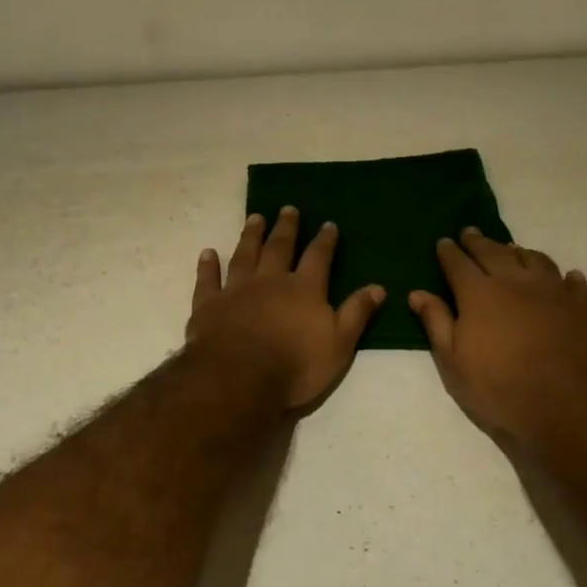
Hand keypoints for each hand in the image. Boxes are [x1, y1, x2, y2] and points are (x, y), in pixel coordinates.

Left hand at [187, 208, 385, 409]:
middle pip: (279, 247)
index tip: (328, 224)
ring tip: (255, 218)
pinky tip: (208, 253)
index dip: (325, 241)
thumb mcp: (339, 344)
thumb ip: (356, 313)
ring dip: (250, 235)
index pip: (318, 257)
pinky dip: (208, 265)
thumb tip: (378, 287)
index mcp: (304, 289)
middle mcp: (270, 281)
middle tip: (288, 208)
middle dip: (286, 227)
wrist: (239, 378)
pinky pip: (208, 280)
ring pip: (244, 255)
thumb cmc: (296, 365)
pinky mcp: (208, 305)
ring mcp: (236, 290)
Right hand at [410, 229, 586, 444]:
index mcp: (480, 293)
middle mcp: (516, 281)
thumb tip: (417, 293)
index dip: (448, 252)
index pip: (458, 263)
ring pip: (534, 259)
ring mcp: (554, 290)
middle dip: (479, 242)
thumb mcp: (454, 363)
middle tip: (471, 232)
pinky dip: (565, 277)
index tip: (443, 242)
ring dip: (519, 252)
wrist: (569, 406)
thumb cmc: (500, 388)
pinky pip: (573, 282)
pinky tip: (566, 277)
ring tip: (511, 249)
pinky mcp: (584, 305)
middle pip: (494, 253)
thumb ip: (436, 323)